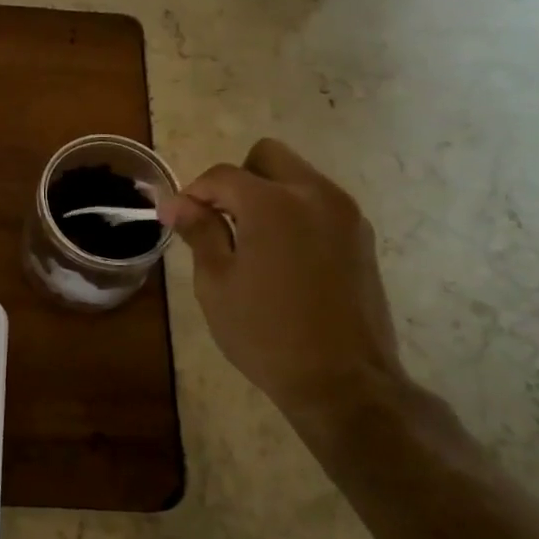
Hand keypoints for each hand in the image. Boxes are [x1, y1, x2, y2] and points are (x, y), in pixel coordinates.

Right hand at [162, 139, 406, 423]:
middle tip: (222, 221)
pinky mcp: (362, 235)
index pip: (223, 175)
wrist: (343, 381)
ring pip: (298, 176)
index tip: (180, 218)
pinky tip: (284, 256)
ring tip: (252, 241)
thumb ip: (200, 232)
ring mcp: (345, 213)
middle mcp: (315, 195)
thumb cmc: (266, 334)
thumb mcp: (217, 284)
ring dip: (268, 193)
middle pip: (268, 156)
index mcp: (273, 204)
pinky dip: (295, 211)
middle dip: (238, 180)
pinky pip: (319, 201)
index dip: (195, 192)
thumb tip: (177, 203)